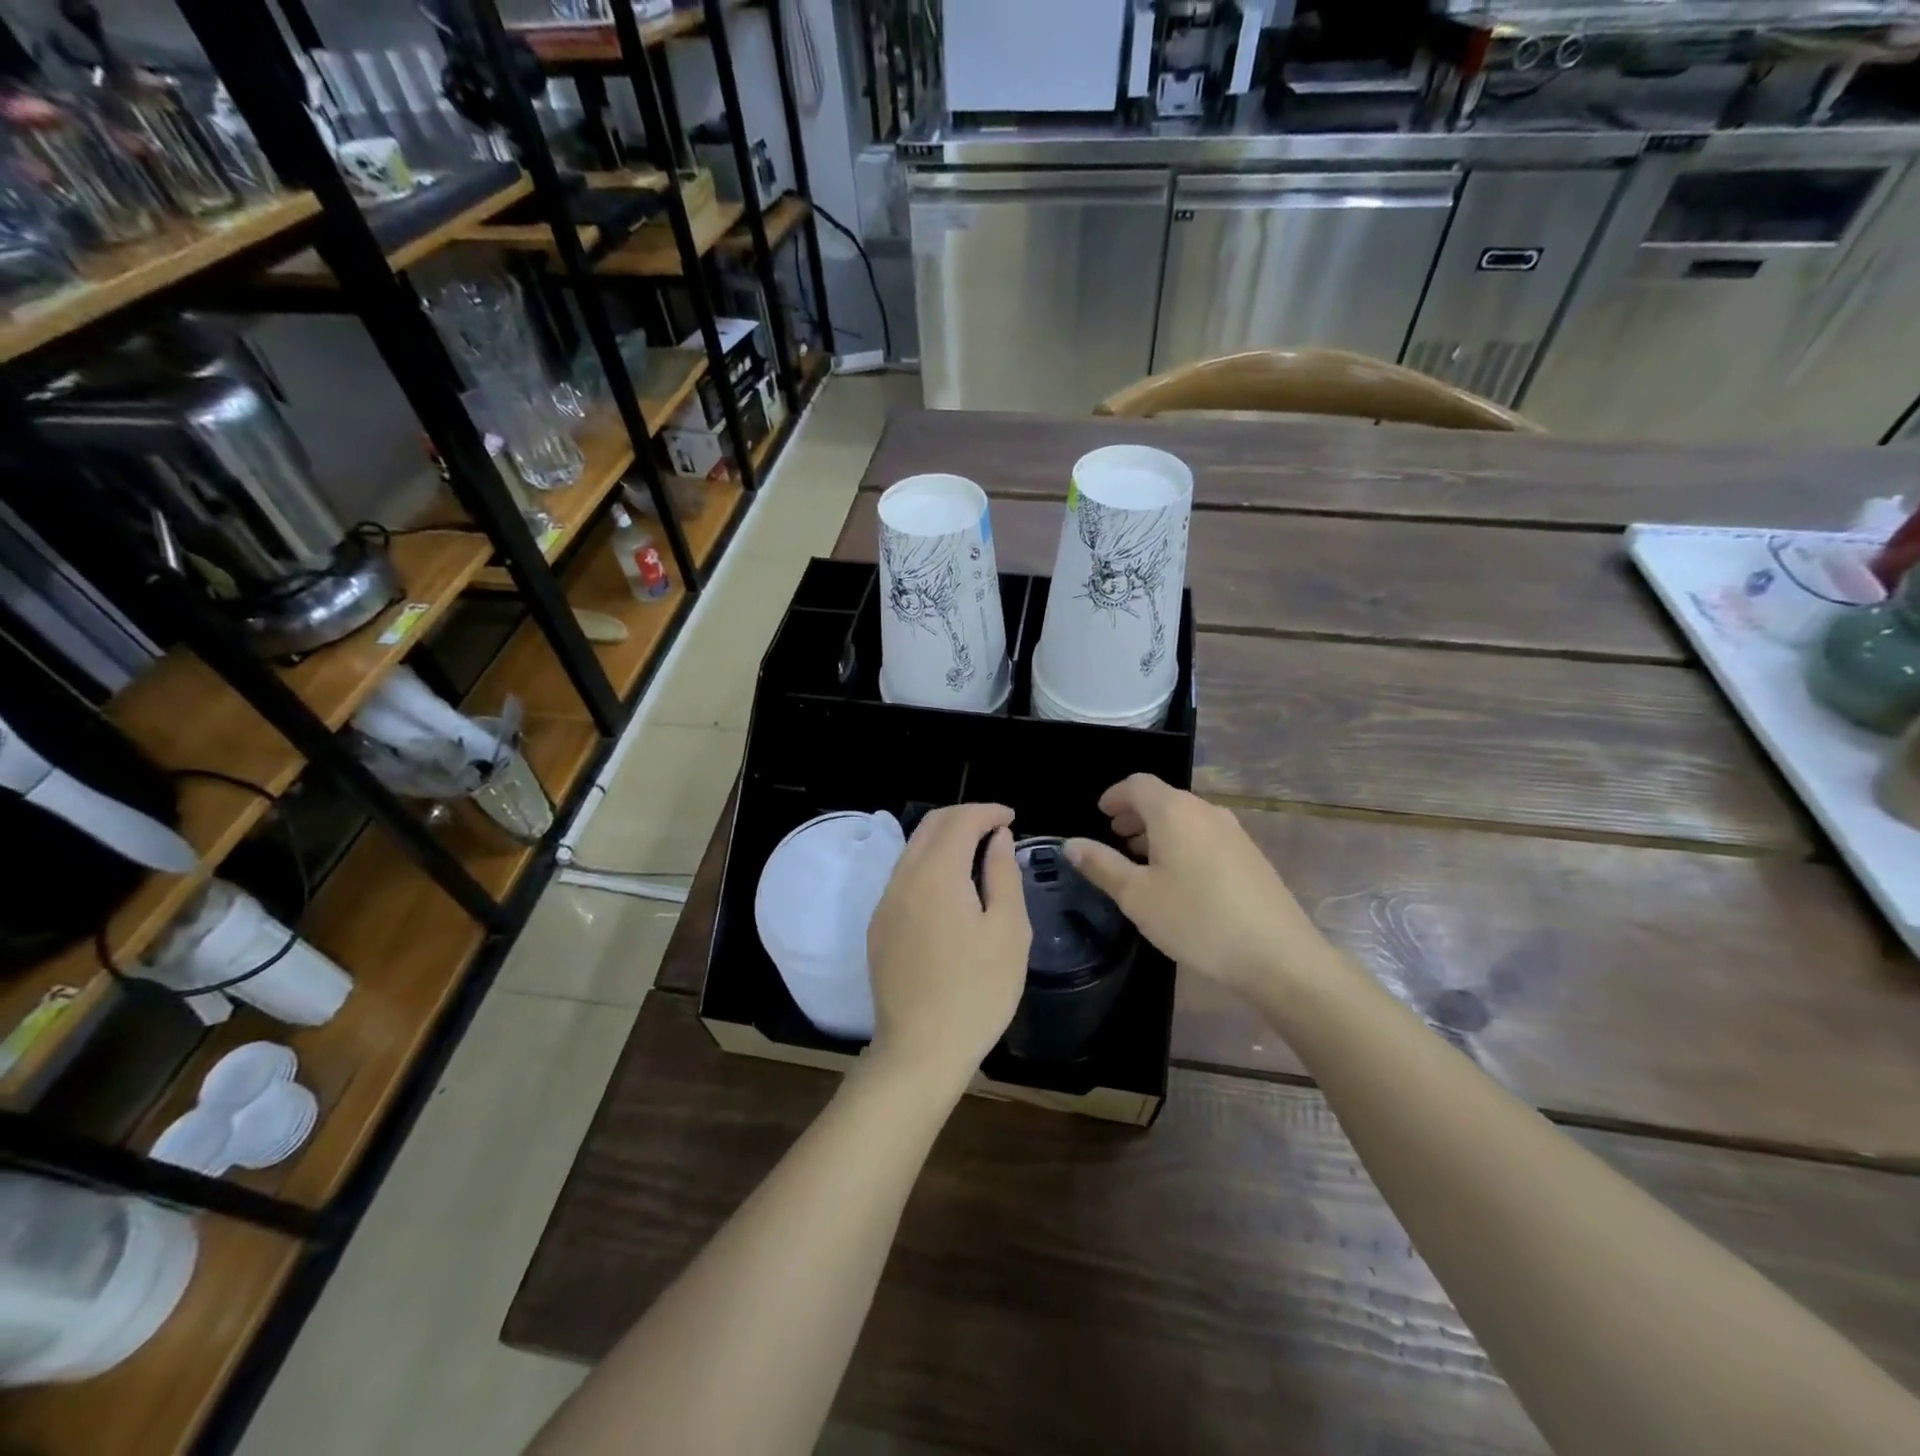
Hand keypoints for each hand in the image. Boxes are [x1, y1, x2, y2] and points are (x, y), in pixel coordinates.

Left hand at [867, 803, 1031, 1085]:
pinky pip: (904, 878)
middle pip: (929, 827)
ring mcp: (884, 904)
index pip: (959, 821)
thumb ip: (1003, 875)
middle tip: (996, 827)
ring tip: (978, 853)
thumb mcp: (1008, 932)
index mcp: (936, 875)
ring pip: (913, 850)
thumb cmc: (977, 992)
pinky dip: (930, 865)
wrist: (920, 1051)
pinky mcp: (878, 927)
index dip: (987, 811)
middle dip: (964, 817)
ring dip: (944, 840)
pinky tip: (952, 887)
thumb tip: (997, 838)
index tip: (1011, 818)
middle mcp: (902, 879)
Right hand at [1065, 775, 1323, 997]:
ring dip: (1158, 830)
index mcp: (1174, 812)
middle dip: (1135, 814)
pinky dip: (1182, 843)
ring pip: (1185, 818)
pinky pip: (1205, 835)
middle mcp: (1205, 811)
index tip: (1099, 814)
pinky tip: (1178, 879)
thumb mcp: (1137, 896)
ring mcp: (1233, 832)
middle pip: (1163, 798)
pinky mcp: (1250, 855)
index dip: (1114, 795)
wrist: (1278, 956)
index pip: (1137, 784)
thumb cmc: (1197, 920)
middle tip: (1114, 838)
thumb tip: (1071, 843)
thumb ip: (1101, 865)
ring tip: (1141, 860)